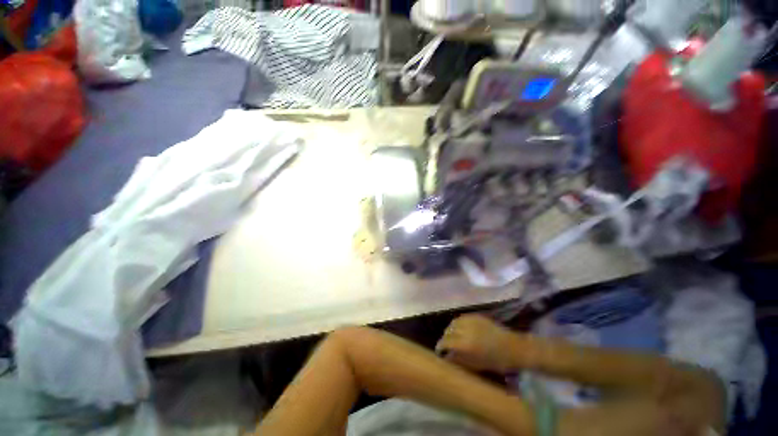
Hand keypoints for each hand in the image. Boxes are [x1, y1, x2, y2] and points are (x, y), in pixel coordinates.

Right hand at [435, 314, 518, 373]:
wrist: (514, 348)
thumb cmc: (497, 362)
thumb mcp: (477, 365)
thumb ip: (459, 360)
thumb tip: (447, 357)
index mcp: (465, 344)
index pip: (445, 341)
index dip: (440, 346)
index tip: (439, 350)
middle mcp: (465, 329)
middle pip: (448, 331)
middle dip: (445, 337)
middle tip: (446, 344)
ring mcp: (471, 320)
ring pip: (454, 322)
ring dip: (451, 329)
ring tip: (453, 335)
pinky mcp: (476, 315)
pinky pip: (462, 318)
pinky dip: (459, 323)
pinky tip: (461, 328)